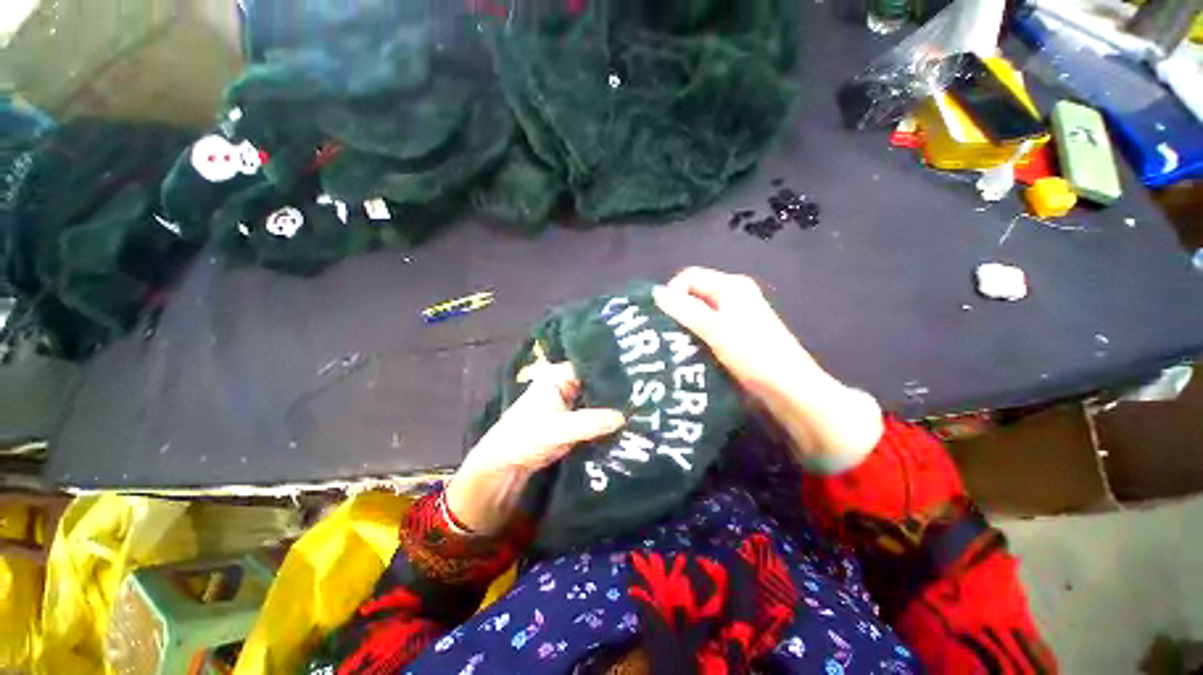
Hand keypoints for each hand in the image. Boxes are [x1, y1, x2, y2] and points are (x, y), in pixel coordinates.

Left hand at [445, 362, 624, 535]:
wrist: (505, 466)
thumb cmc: (526, 438)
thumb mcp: (560, 429)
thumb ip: (591, 422)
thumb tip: (624, 417)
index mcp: (558, 376)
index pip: (590, 364)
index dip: (611, 368)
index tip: (638, 372)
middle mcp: (566, 385)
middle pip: (595, 381)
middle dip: (616, 387)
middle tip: (645, 390)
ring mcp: (571, 403)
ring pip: (597, 399)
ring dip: (613, 403)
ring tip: (642, 403)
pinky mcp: (574, 420)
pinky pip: (595, 414)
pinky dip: (607, 418)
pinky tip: (627, 420)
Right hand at [652, 267, 882, 470]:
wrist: (789, 387)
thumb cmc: (752, 353)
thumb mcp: (715, 329)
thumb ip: (684, 310)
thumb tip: (655, 293)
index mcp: (731, 286)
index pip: (690, 276)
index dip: (672, 292)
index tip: (662, 317)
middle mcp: (733, 295)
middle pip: (694, 292)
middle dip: (677, 309)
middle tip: (664, 332)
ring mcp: (736, 315)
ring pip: (700, 311)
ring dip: (685, 324)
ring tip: (672, 342)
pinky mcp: (736, 333)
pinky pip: (708, 326)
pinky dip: (695, 334)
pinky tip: (687, 349)